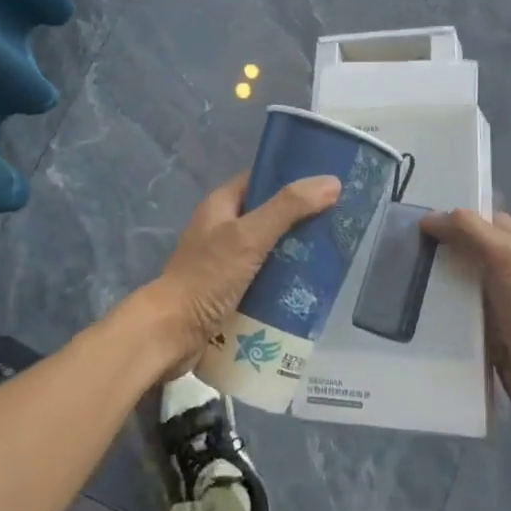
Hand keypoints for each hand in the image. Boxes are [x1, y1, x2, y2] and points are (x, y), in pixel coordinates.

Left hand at [130, 171, 341, 379]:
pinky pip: (264, 277)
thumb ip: (288, 208)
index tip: (327, 183)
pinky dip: (284, 280)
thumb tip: (332, 182)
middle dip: (299, 219)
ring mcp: (225, 261)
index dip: (291, 177)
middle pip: (268, 215)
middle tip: (337, 222)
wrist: (172, 332)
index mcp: (221, 205)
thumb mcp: (250, 236)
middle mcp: (222, 228)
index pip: (261, 180)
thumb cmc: (208, 276)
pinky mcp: (230, 291)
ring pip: (268, 249)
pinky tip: (310, 287)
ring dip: (295, 252)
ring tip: (332, 255)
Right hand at [420, 209, 510, 435]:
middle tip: (400, 253)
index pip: (481, 218)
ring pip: (460, 282)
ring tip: (399, 282)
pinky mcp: (490, 331)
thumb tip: (428, 218)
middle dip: (438, 251)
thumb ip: (470, 230)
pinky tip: (417, 311)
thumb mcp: (506, 257)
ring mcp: (502, 301)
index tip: (415, 225)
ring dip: (436, 283)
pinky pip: (460, 313)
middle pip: (467, 249)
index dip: (451, 218)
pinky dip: (442, 312)